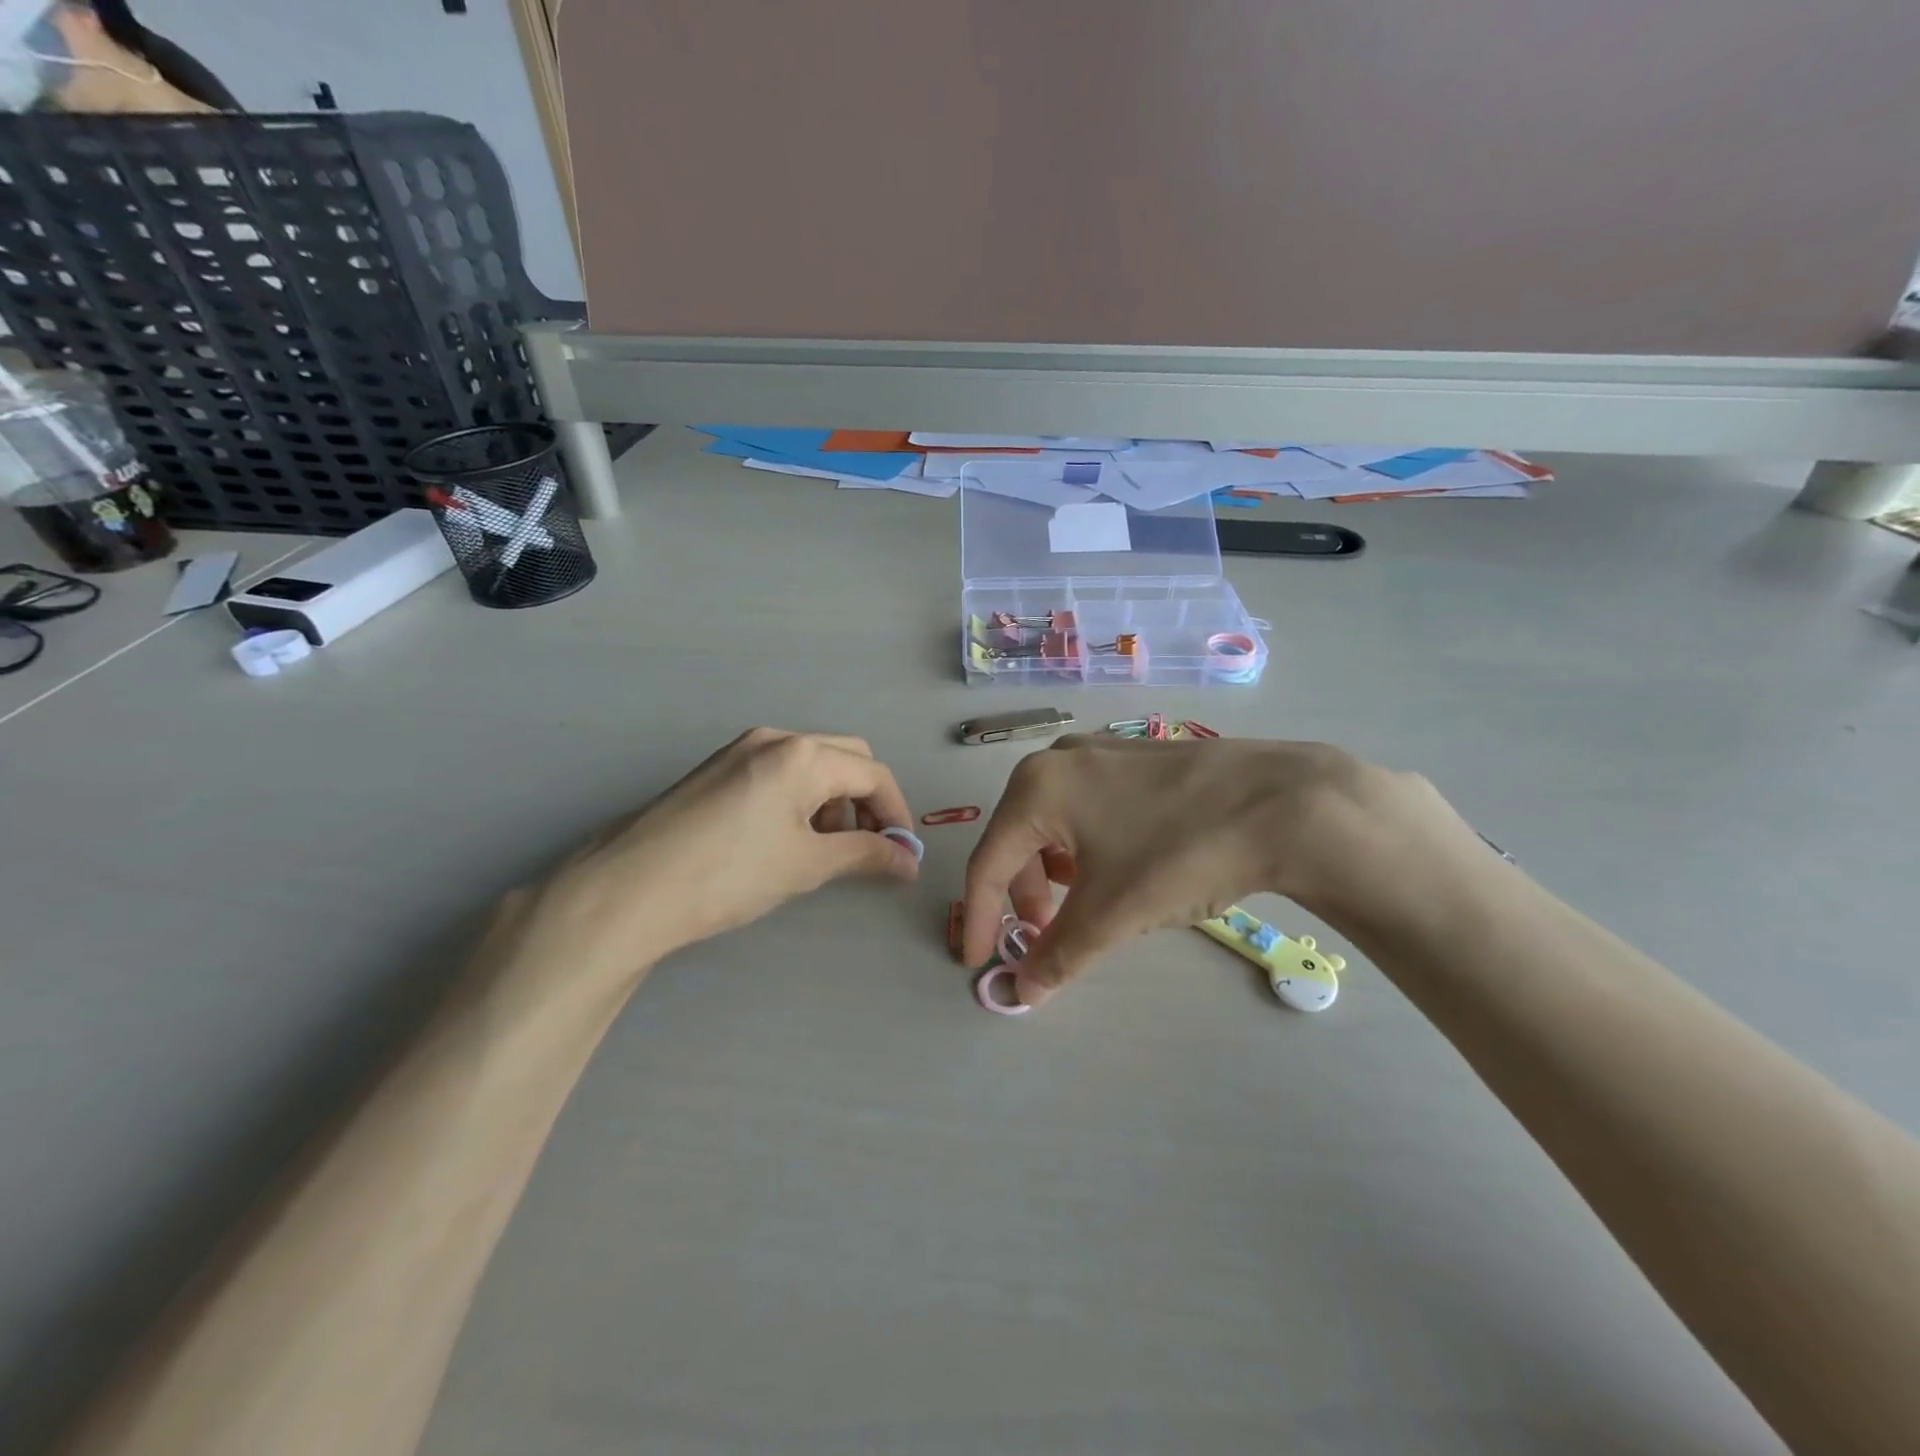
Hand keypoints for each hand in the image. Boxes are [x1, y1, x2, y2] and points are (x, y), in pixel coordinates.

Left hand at [533, 728, 918, 979]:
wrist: (630, 887)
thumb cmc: (730, 873)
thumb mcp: (807, 865)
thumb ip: (866, 855)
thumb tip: (909, 862)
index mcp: (804, 755)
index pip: (874, 775)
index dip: (897, 814)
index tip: (901, 854)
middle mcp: (776, 738)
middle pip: (846, 759)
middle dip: (866, 801)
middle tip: (864, 848)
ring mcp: (742, 749)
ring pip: (811, 764)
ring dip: (832, 800)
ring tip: (820, 849)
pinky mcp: (718, 767)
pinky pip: (779, 771)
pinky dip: (800, 798)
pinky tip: (784, 837)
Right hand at [962, 735, 1470, 1006]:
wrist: (1283, 803)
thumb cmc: (1178, 853)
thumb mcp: (1111, 913)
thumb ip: (1058, 955)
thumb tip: (1023, 992)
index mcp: (1036, 788)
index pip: (988, 863)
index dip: (980, 918)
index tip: (979, 962)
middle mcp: (1058, 759)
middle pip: (1019, 839)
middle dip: (1024, 895)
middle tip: (1044, 935)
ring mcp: (1100, 751)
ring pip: (1054, 822)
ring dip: (1055, 873)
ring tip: (1083, 906)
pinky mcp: (1135, 757)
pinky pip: (1087, 808)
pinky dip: (1085, 847)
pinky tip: (1116, 868)